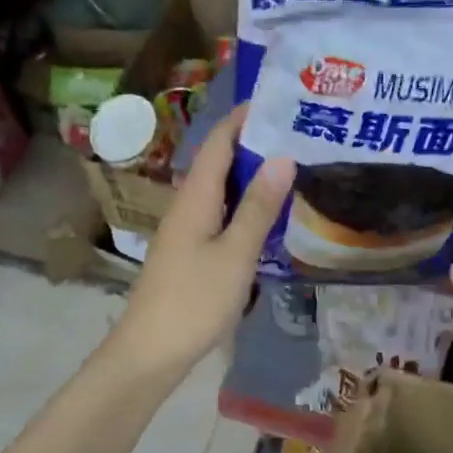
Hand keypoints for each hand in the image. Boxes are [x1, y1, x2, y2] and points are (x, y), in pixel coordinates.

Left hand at [111, 104, 293, 377]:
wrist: (151, 351)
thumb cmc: (194, 300)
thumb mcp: (235, 254)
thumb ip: (258, 207)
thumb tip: (283, 157)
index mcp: (195, 197)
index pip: (219, 141)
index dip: (245, 117)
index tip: (282, 101)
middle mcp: (187, 206)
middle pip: (219, 163)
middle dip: (255, 144)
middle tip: (300, 135)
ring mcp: (186, 232)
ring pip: (221, 191)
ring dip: (252, 177)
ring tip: (293, 168)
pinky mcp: (190, 255)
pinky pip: (220, 216)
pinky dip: (245, 207)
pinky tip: (268, 217)